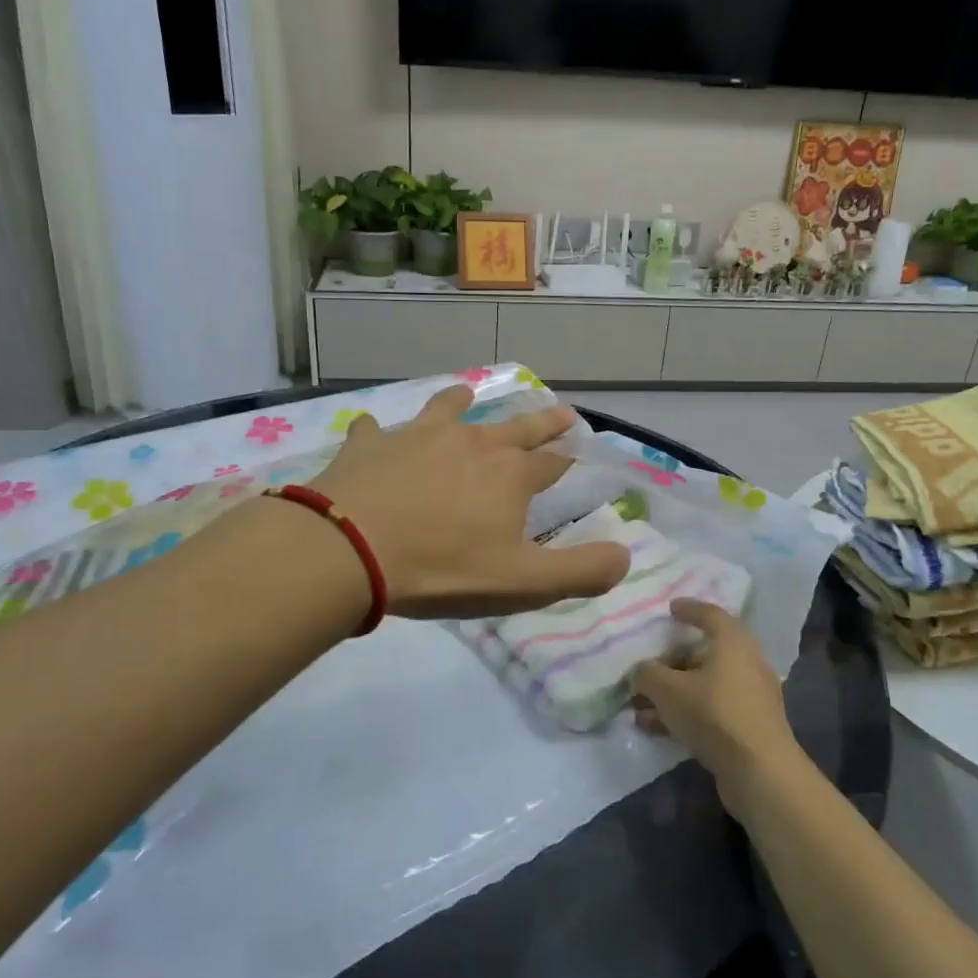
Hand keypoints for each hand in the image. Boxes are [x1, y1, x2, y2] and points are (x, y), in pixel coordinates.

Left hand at [311, 385, 629, 618]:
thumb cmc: (443, 568)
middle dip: (541, 422)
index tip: (580, 444)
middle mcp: (469, 444)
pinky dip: (379, 432)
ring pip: (447, 411)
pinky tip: (373, 431)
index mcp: (509, 475)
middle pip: (514, 428)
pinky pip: (376, 431)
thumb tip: (625, 556)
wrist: (351, 549)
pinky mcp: (370, 446)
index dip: (567, 456)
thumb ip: (580, 572)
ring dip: (460, 402)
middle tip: (560, 410)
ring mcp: (416, 438)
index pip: (550, 462)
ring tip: (467, 394)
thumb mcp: (523, 582)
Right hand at [631, 599, 802, 800]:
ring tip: (640, 704)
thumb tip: (641, 671)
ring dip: (674, 691)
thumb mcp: (668, 689)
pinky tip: (655, 727)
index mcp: (733, 642)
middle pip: (705, 652)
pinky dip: (685, 712)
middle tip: (649, 661)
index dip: (688, 609)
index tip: (670, 608)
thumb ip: (647, 674)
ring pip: (705, 684)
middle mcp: (747, 663)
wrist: (760, 773)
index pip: (709, 614)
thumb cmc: (714, 714)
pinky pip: (710, 709)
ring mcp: (751, 697)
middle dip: (673, 658)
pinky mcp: (749, 726)